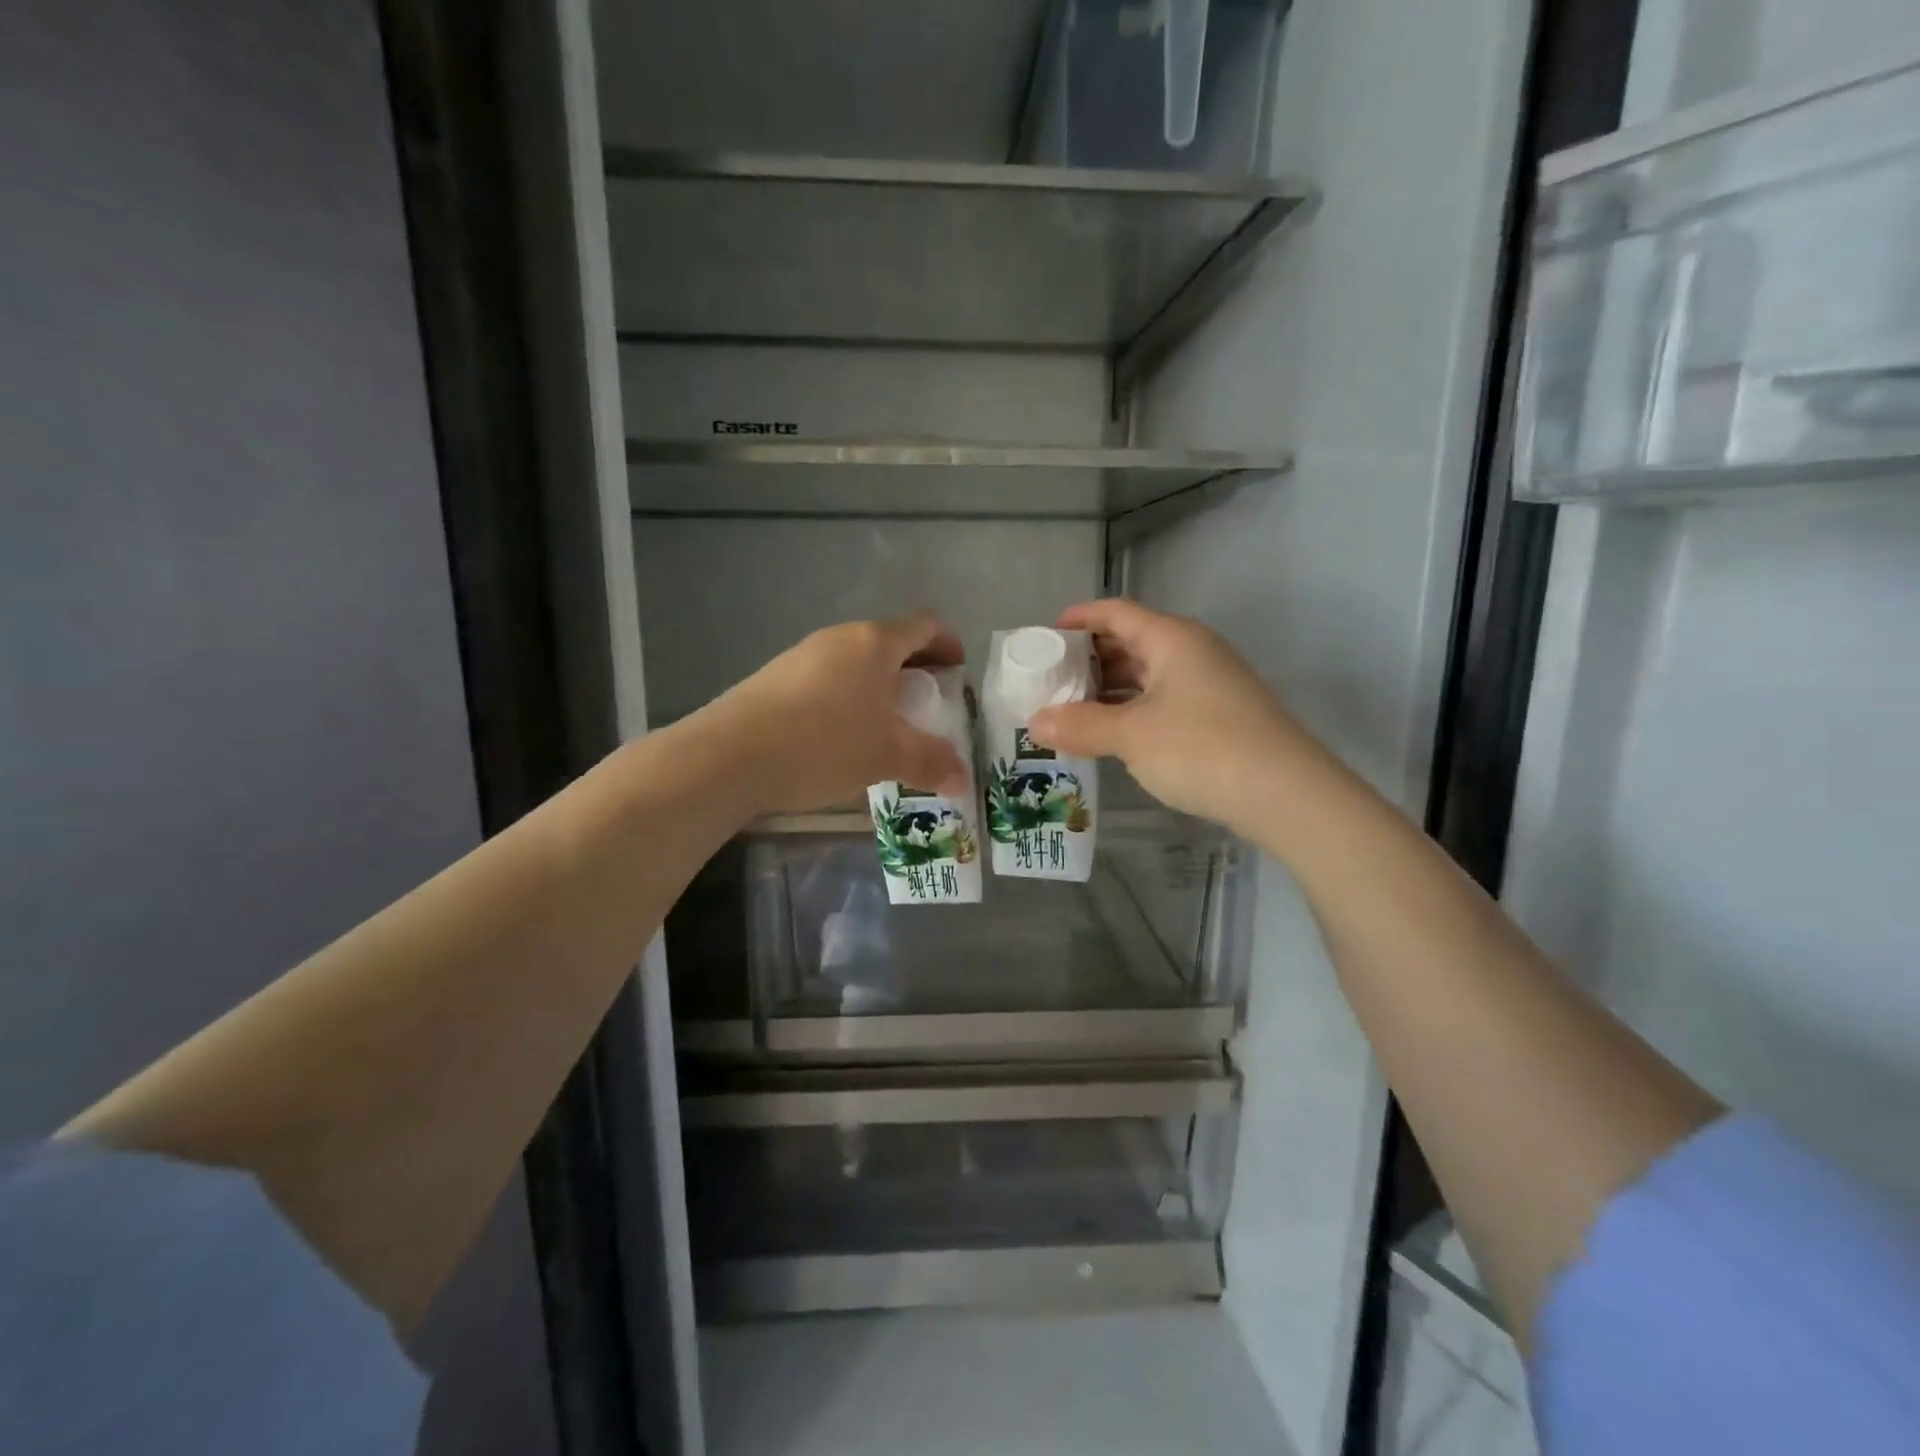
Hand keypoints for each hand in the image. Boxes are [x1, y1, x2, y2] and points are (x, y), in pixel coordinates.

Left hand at [697, 613, 969, 816]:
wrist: (730, 756)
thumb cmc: (825, 744)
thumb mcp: (887, 756)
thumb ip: (930, 762)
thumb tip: (962, 778)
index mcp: (874, 643)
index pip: (924, 625)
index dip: (947, 643)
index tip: (957, 671)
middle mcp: (839, 638)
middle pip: (888, 642)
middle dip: (914, 670)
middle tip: (927, 704)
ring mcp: (802, 655)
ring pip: (854, 662)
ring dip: (877, 686)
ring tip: (885, 725)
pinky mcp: (774, 678)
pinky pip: (826, 679)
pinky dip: (846, 698)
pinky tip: (841, 736)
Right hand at [1027, 599, 1316, 835]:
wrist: (1287, 793)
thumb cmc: (1202, 748)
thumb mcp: (1131, 736)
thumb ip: (1080, 725)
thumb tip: (1035, 723)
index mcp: (1171, 638)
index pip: (1115, 612)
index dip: (1078, 618)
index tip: (1044, 636)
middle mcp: (1192, 651)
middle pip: (1131, 641)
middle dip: (1089, 658)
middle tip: (1050, 679)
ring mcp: (1210, 683)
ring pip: (1148, 674)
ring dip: (1110, 689)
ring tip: (1071, 709)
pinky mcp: (1219, 715)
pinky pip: (1164, 700)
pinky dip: (1133, 709)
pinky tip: (1113, 733)